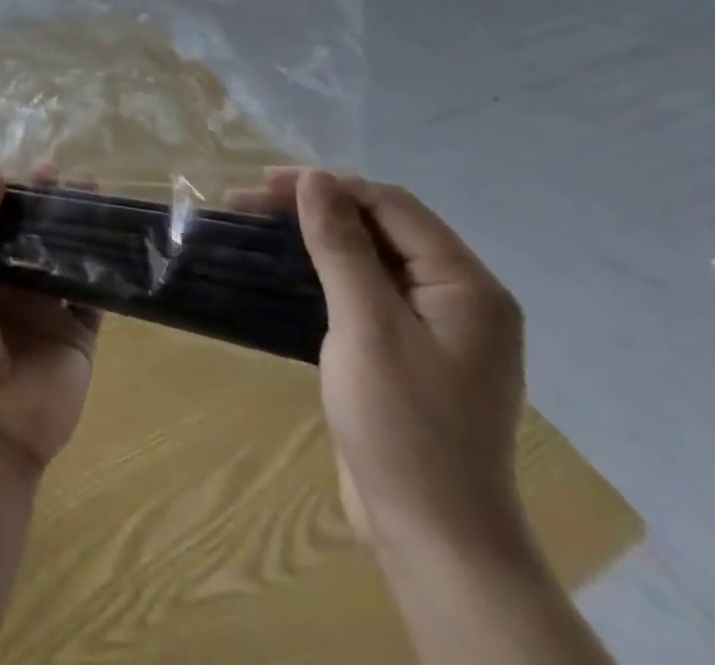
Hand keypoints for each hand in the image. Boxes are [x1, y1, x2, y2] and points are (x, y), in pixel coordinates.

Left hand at [0, 167, 100, 476]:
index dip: (11, 193)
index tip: (29, 168)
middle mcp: (11, 284)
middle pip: (33, 233)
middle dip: (49, 203)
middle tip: (66, 174)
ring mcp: (47, 309)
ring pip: (67, 256)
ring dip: (79, 226)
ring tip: (94, 192)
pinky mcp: (79, 334)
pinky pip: (96, 294)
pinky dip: (107, 268)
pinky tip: (117, 236)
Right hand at [265, 168, 528, 563]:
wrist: (433, 535)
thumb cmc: (403, 424)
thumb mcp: (366, 325)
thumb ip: (342, 246)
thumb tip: (315, 179)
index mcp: (466, 287)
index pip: (392, 206)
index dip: (327, 186)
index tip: (262, 185)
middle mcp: (459, 298)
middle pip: (382, 226)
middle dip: (316, 206)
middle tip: (247, 203)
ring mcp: (436, 328)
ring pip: (370, 256)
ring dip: (315, 235)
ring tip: (257, 227)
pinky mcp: (409, 351)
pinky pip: (366, 289)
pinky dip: (325, 270)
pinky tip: (288, 270)